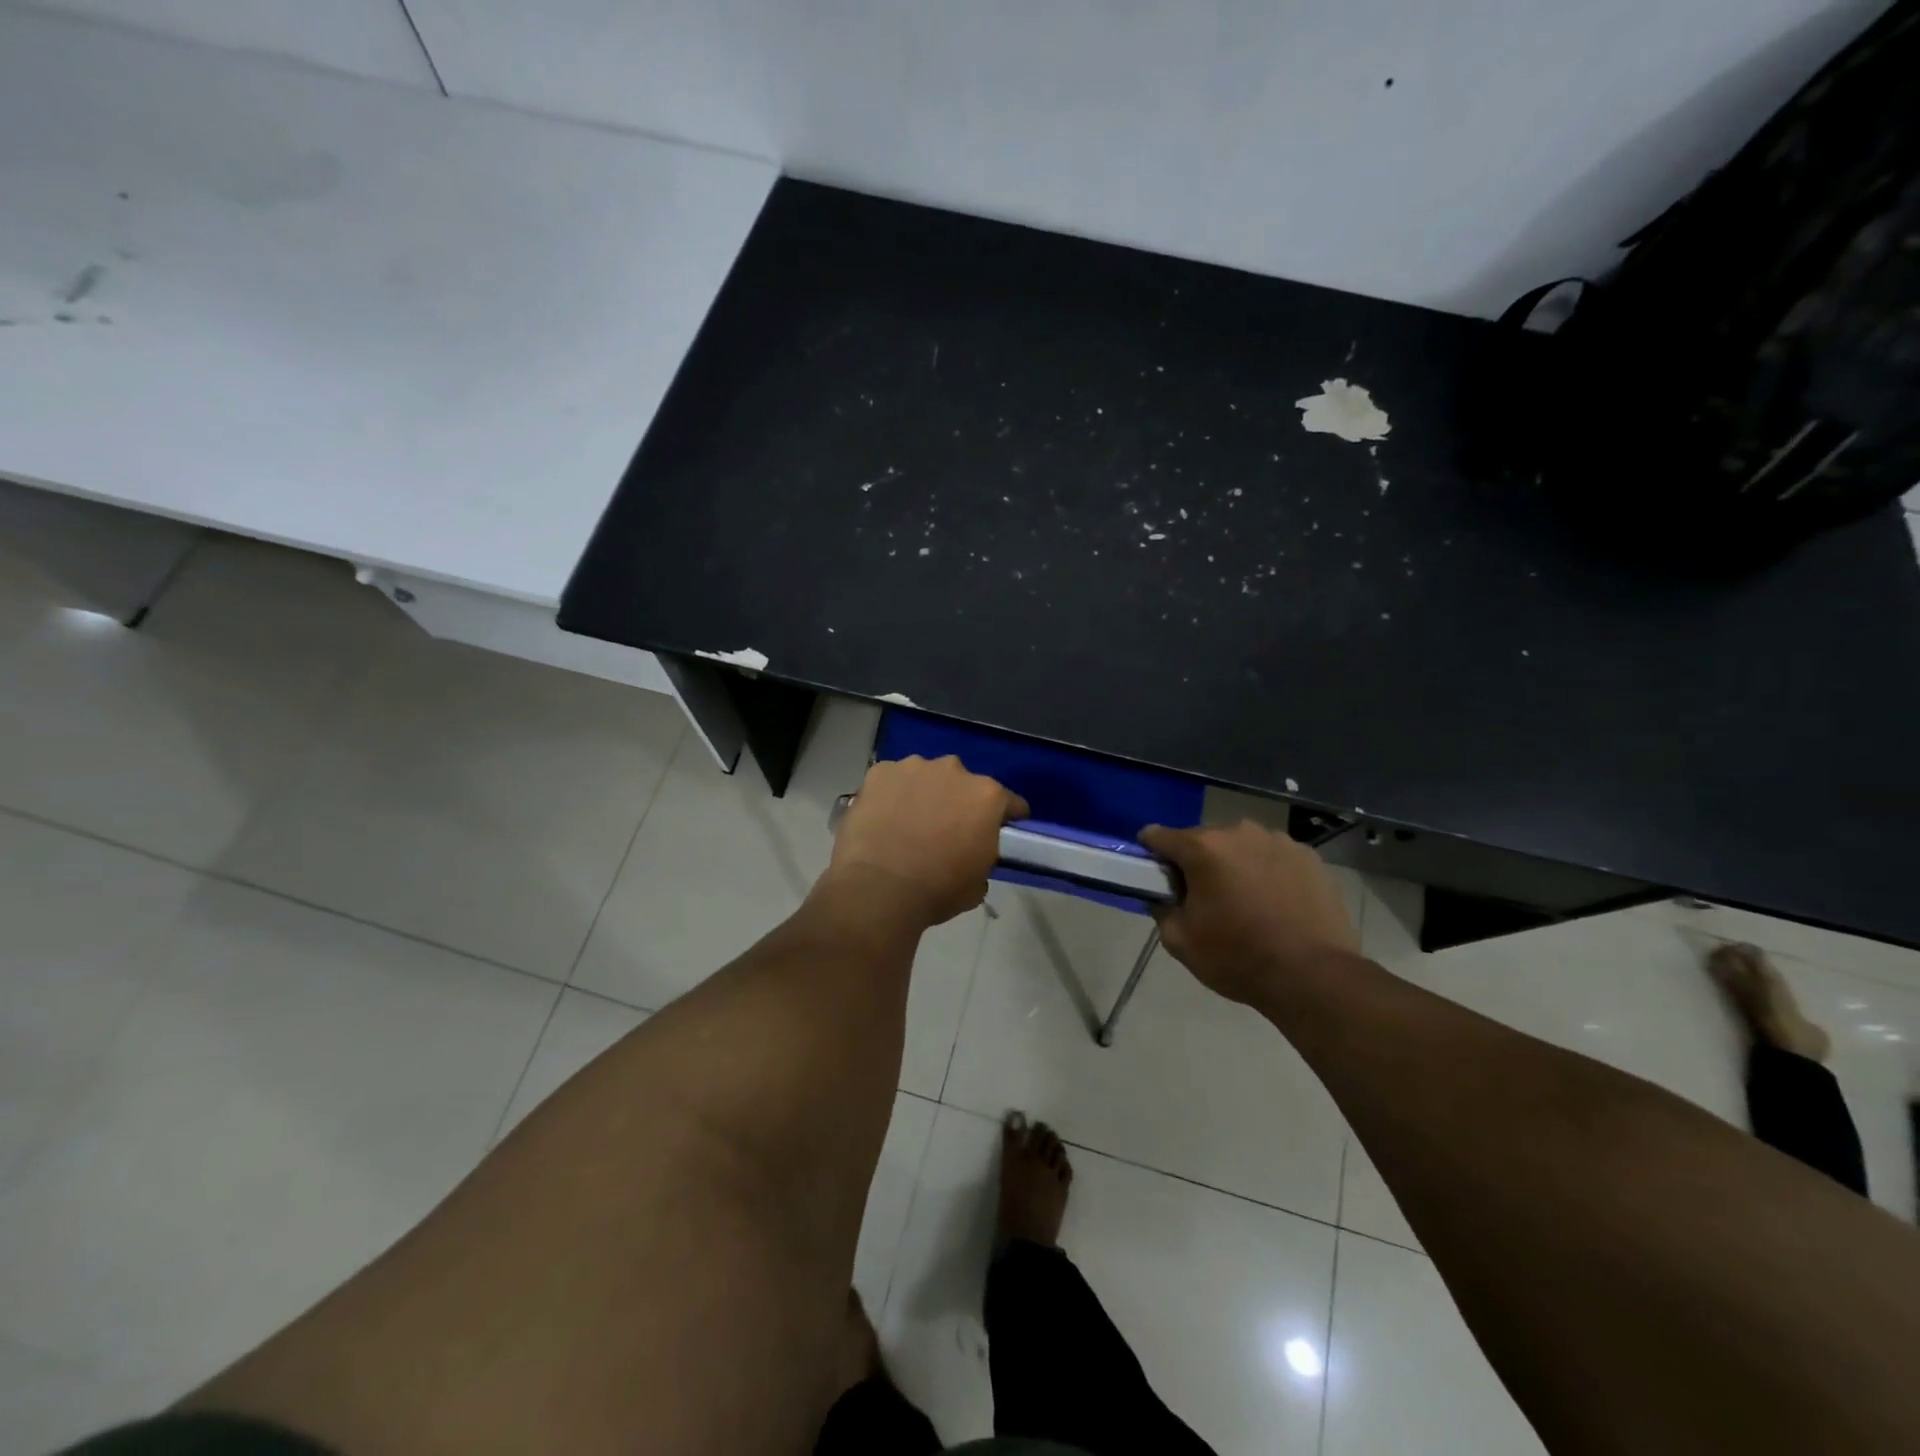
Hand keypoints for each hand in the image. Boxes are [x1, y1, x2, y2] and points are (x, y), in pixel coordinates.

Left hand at [825, 756, 1028, 926]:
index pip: (1009, 802)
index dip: (1007, 816)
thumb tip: (972, 856)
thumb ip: (982, 858)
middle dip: (958, 801)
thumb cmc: (937, 889)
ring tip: (909, 822)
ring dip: (924, 793)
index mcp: (987, 797)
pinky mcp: (880, 772)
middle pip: (963, 783)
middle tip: (946, 828)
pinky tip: (882, 817)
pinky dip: (891, 794)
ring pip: (926, 776)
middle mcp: (954, 771)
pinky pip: (892, 780)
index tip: (1001, 828)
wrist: (878, 887)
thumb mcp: (977, 884)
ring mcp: (914, 767)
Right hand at [1140, 820, 1358, 1005]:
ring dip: (1234, 864)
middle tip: (1204, 897)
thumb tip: (1160, 894)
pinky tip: (1276, 902)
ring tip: (1245, 900)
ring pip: (1241, 846)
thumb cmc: (1238, 958)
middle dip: (1197, 862)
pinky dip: (1267, 871)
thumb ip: (1160, 908)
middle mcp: (1239, 832)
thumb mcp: (1180, 941)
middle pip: (1203, 839)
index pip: (1158, 836)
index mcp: (1202, 848)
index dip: (1151, 854)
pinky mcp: (1309, 856)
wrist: (1313, 976)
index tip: (1156, 876)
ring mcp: (1278, 841)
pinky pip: (1273, 857)